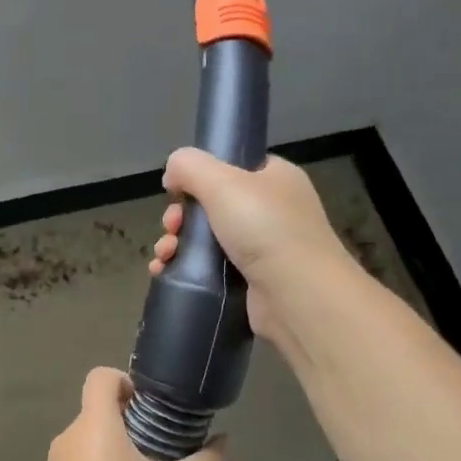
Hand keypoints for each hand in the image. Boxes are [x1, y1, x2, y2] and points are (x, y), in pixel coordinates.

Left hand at [30, 368, 222, 460]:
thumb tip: (221, 442)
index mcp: (94, 425)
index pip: (101, 376)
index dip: (128, 381)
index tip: (153, 411)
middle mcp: (66, 438)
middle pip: (99, 413)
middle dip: (131, 426)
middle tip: (163, 457)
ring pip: (88, 445)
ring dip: (116, 455)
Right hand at [148, 150, 356, 346]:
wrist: (296, 294)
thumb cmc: (264, 227)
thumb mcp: (223, 182)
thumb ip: (191, 166)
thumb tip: (173, 171)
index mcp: (274, 179)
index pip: (233, 169)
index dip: (200, 177)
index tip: (176, 192)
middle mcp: (271, 211)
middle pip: (211, 206)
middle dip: (180, 216)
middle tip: (171, 228)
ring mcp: (263, 249)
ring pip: (206, 239)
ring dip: (176, 244)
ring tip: (164, 256)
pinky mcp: (250, 282)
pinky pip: (209, 269)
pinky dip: (184, 269)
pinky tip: (164, 271)